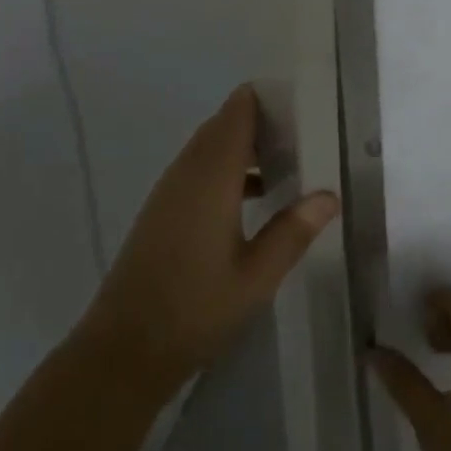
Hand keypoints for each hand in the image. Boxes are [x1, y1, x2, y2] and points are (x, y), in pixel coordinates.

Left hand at [80, 84, 338, 398]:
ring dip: (247, 146)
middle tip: (306, 135)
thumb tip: (329, 195)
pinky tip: (256, 198)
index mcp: (212, 174)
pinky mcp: (162, 209)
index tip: (305, 107)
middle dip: (264, 121)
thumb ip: (293, 231)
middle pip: (226, 123)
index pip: (239, 108)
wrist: (122, 352)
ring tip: (289, 163)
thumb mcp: (256, 277)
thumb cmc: (194, 310)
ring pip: (212, 145)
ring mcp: (171, 189)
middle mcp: (188, 170)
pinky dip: (229, 168)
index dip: (270, 98)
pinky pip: (200, 168)